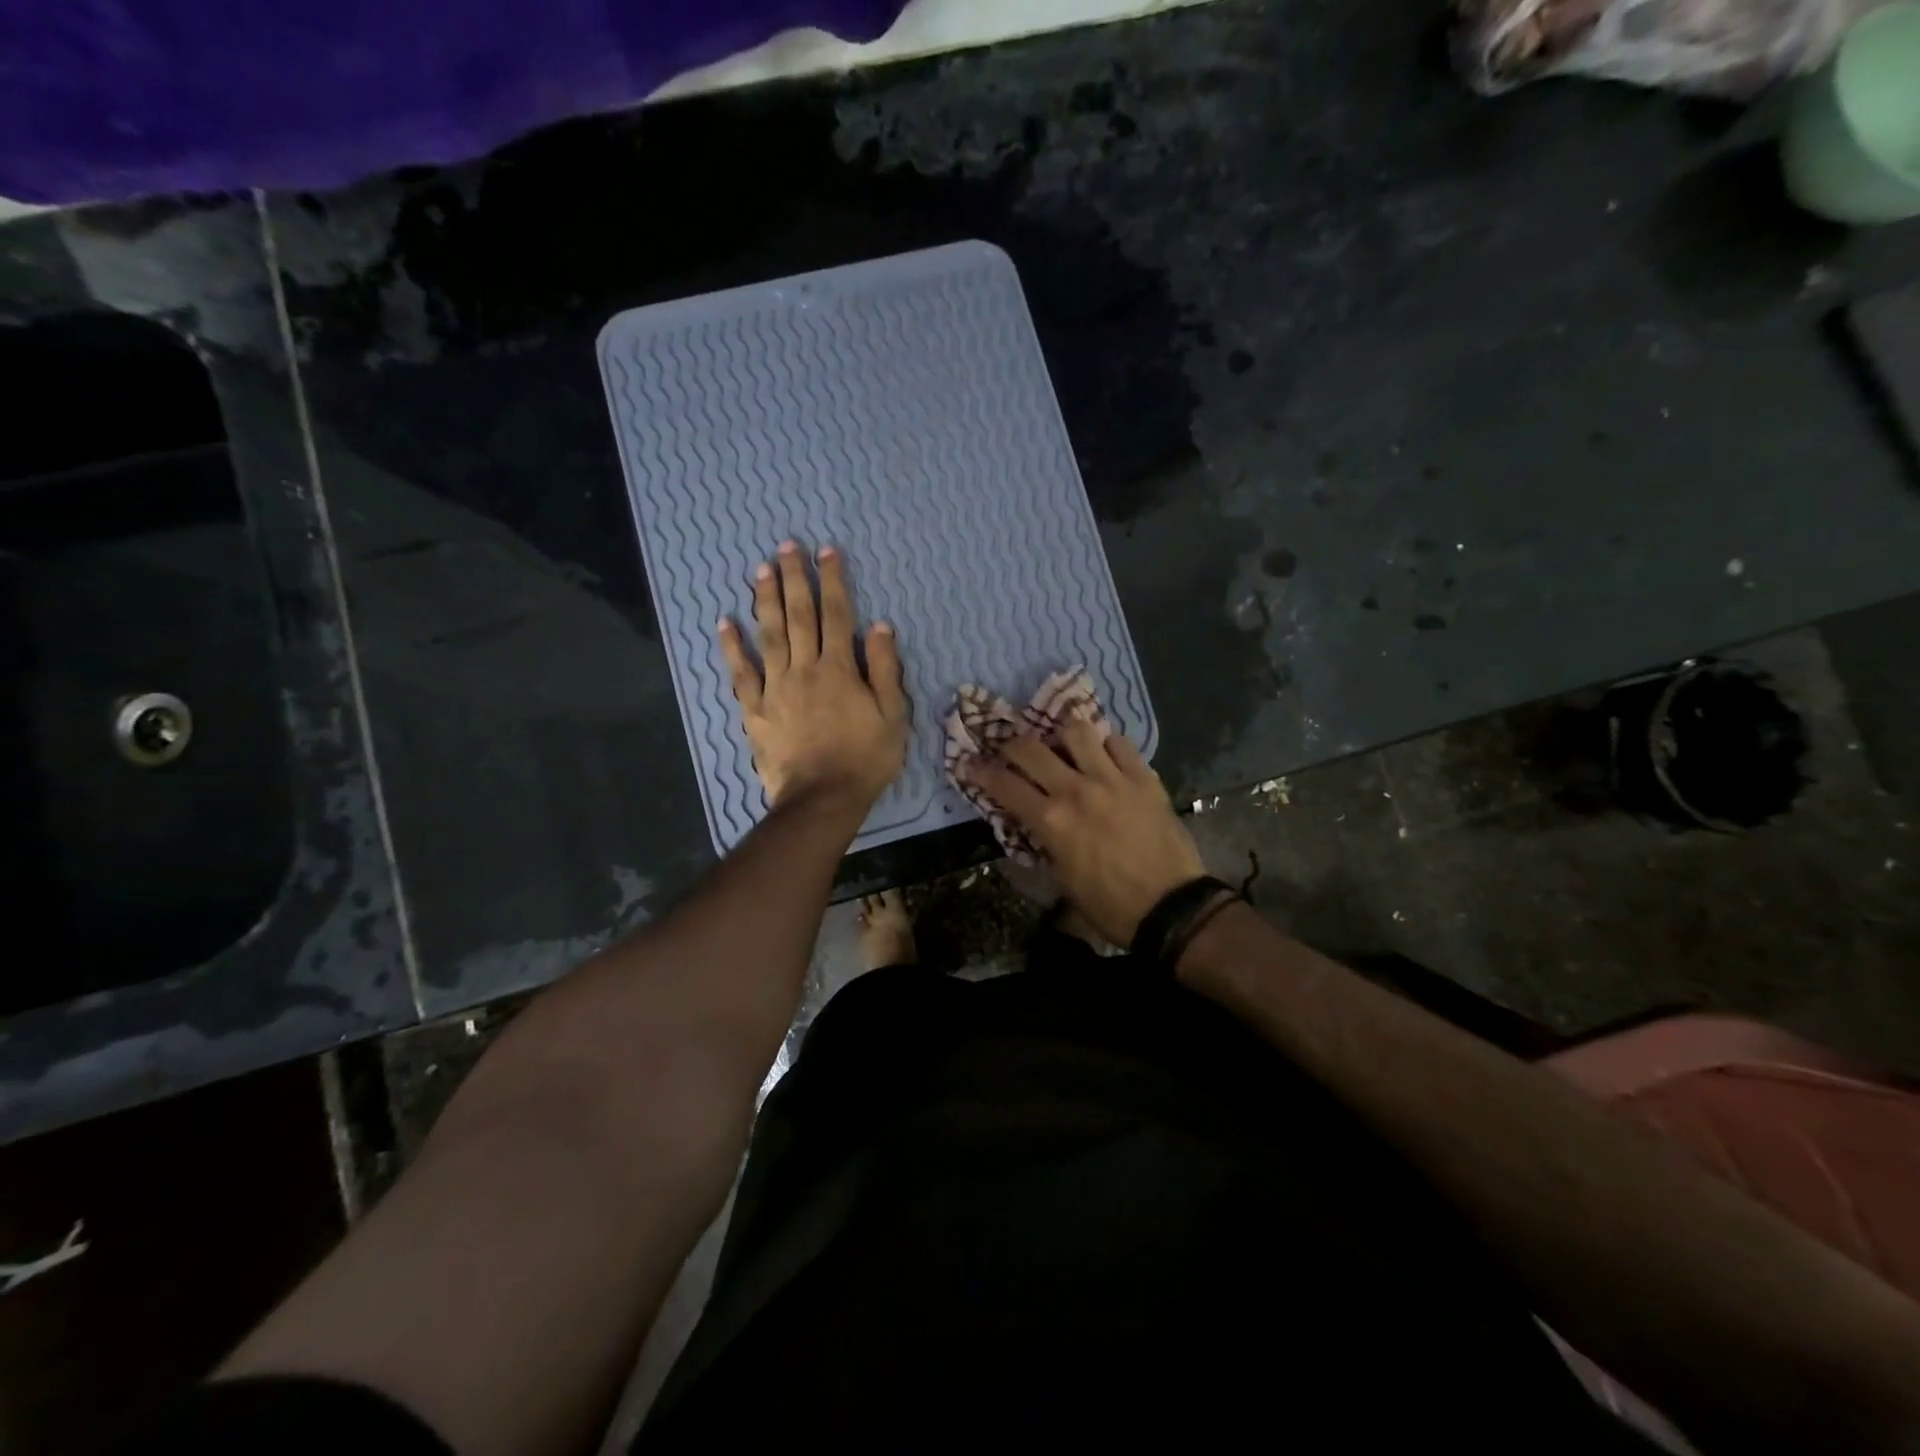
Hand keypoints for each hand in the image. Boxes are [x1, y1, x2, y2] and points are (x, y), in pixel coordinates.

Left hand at [717, 541, 909, 810]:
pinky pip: (741, 673)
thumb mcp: (892, 716)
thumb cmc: (865, 759)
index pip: (837, 614)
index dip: (832, 580)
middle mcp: (804, 669)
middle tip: (786, 545)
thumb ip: (886, 670)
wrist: (822, 799)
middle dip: (794, 578)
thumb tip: (879, 626)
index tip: (826, 551)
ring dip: (764, 600)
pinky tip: (724, 623)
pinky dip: (732, 648)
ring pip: (769, 635)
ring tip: (760, 569)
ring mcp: (775, 688)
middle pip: (798, 615)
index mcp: (839, 669)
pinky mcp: (755, 710)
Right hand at [965, 718, 1203, 944]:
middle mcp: (1076, 790)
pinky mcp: (1144, 777)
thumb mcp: (1061, 880)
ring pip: (1077, 731)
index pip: (1004, 785)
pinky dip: (1106, 745)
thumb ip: (1043, 844)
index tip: (971, 764)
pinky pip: (1119, 743)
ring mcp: (1112, 778)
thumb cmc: (1110, 905)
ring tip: (1063, 747)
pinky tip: (1105, 757)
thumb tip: (1031, 824)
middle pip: (1031, 748)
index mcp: (1051, 821)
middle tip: (1011, 750)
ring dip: (1062, 737)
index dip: (981, 772)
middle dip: (1012, 745)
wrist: (1171, 907)